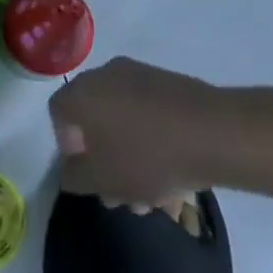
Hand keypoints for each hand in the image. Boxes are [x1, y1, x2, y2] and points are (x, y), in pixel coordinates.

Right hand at [50, 57, 222, 204]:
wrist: (214, 132)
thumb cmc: (147, 156)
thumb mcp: (102, 179)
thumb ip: (74, 177)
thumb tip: (70, 170)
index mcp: (82, 92)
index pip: (58, 114)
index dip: (66, 146)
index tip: (87, 174)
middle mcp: (105, 75)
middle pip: (93, 119)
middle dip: (103, 160)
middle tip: (120, 194)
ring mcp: (140, 75)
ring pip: (123, 120)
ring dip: (129, 157)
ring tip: (152, 197)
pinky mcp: (169, 83)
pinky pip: (147, 114)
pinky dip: (151, 141)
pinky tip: (172, 176)